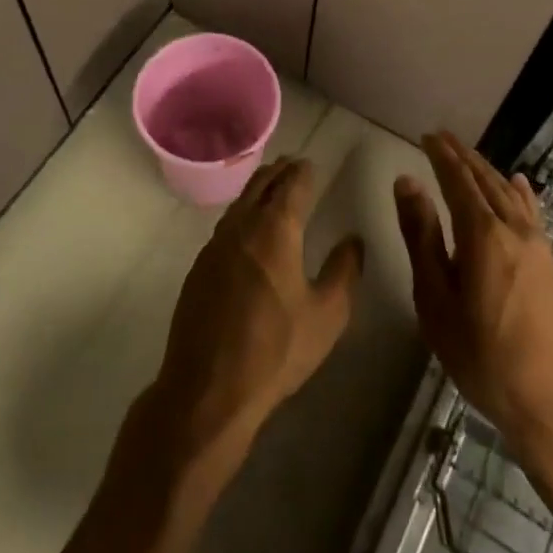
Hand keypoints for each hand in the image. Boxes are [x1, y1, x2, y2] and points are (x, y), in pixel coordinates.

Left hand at [147, 157, 363, 470]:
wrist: (208, 387)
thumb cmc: (276, 350)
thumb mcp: (327, 315)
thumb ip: (344, 271)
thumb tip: (353, 240)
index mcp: (275, 229)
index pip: (292, 184)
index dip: (304, 171)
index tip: (312, 165)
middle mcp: (242, 225)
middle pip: (261, 184)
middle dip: (279, 172)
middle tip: (293, 165)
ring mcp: (215, 244)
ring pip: (240, 202)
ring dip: (258, 189)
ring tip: (272, 188)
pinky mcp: (199, 266)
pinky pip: (226, 224)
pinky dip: (242, 213)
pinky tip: (248, 228)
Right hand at [395, 133, 552, 462]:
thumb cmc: (483, 358)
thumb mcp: (436, 301)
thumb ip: (422, 237)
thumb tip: (407, 182)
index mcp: (482, 235)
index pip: (458, 180)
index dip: (441, 156)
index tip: (427, 136)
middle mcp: (515, 229)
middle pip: (486, 181)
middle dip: (463, 156)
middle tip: (443, 137)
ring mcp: (540, 246)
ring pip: (510, 194)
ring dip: (488, 171)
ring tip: (470, 156)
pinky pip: (533, 213)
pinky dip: (521, 193)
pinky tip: (520, 184)